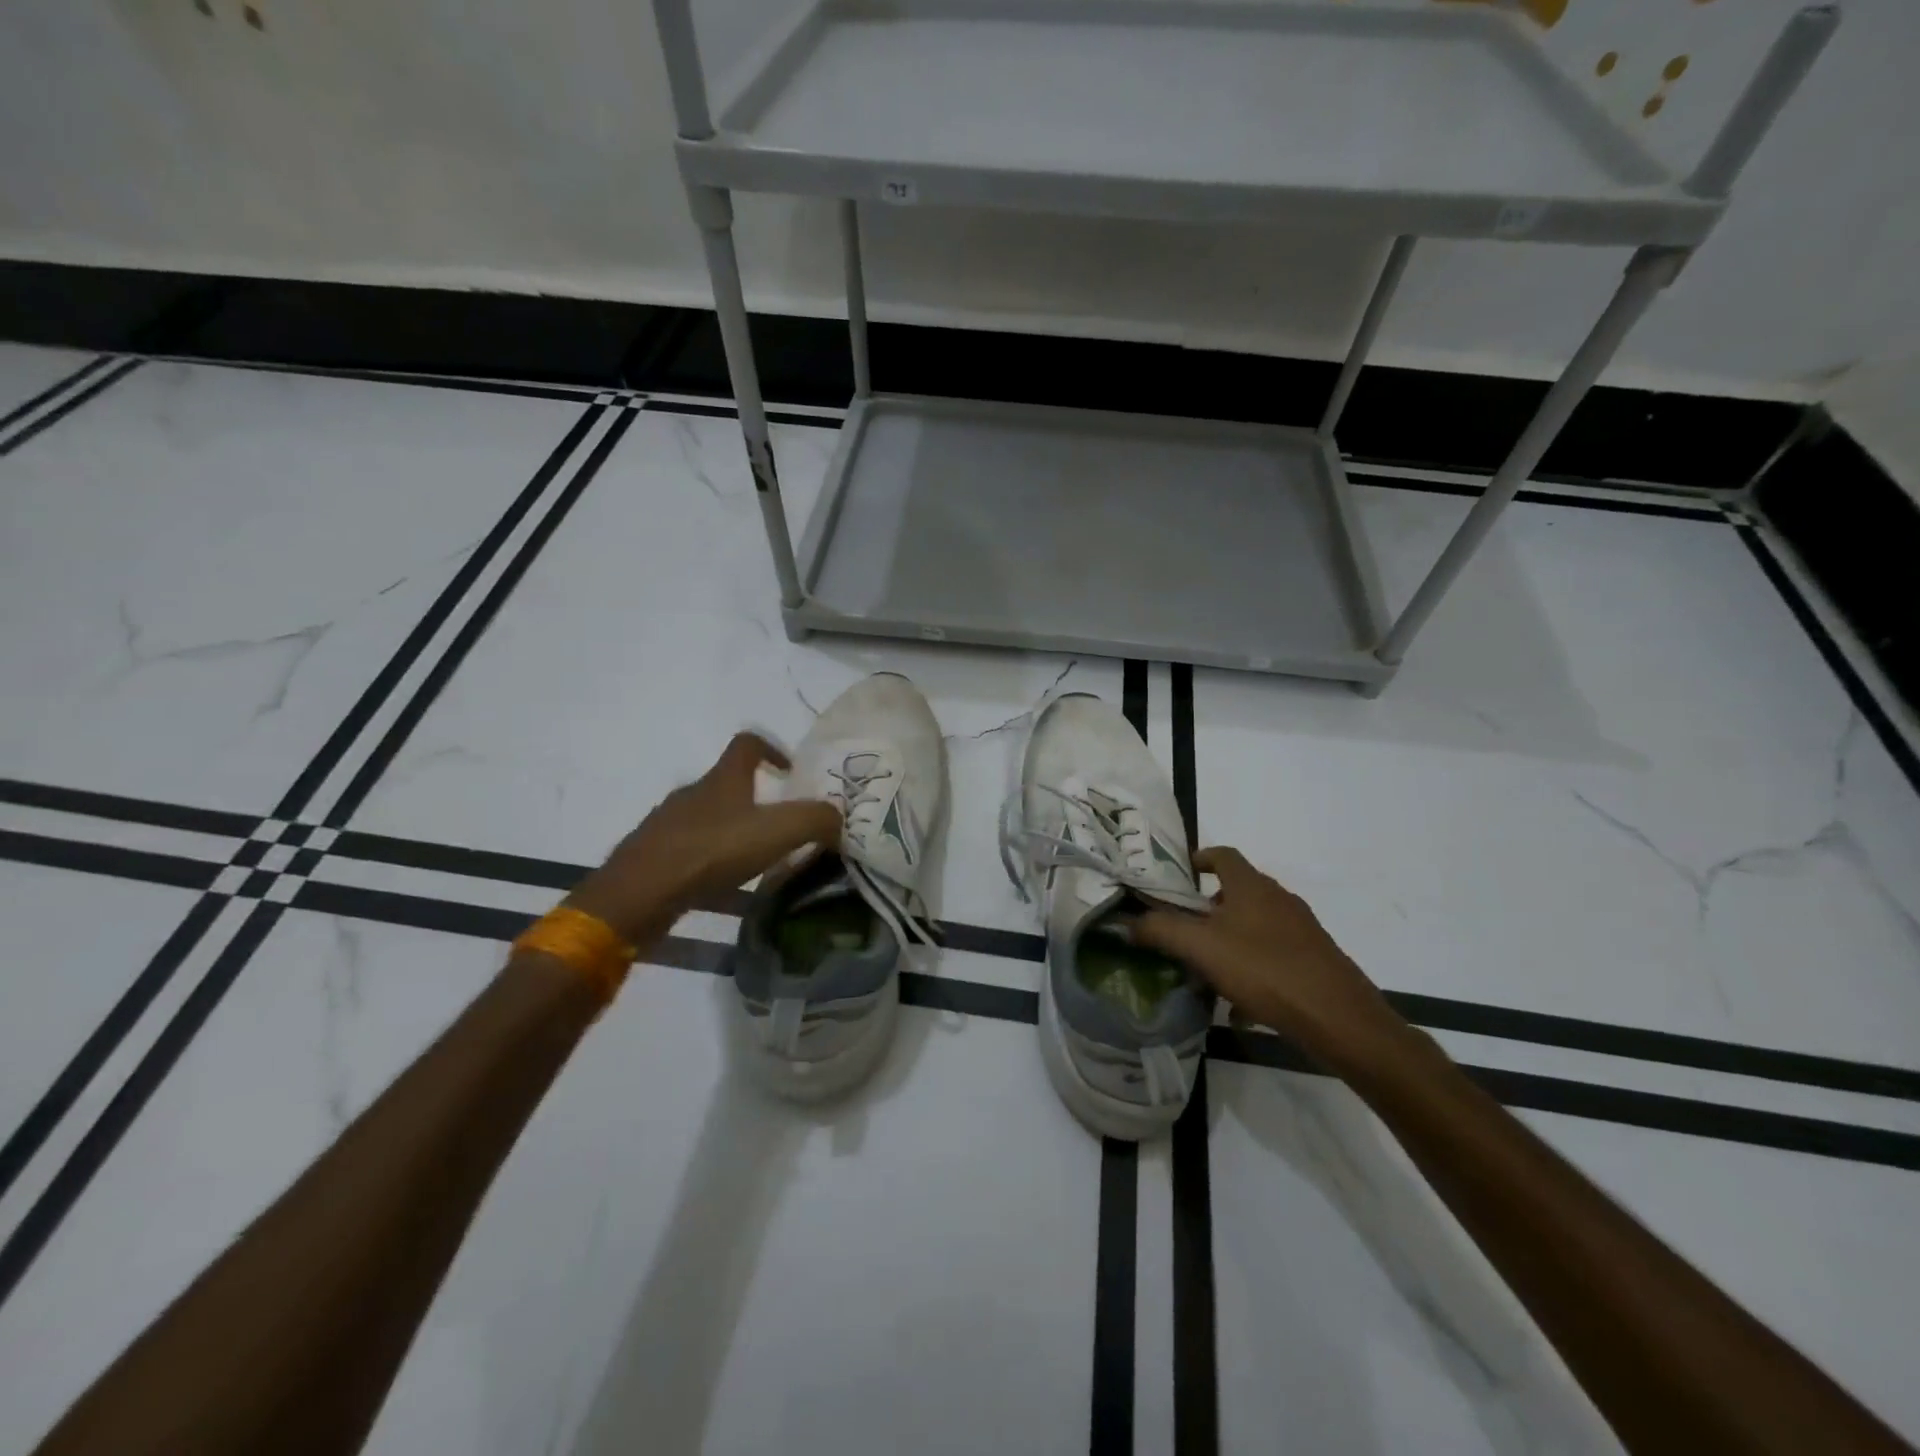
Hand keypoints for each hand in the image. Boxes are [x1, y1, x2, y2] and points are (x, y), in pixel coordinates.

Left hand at [564, 733, 840, 945]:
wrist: (638, 893)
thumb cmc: (712, 851)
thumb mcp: (778, 832)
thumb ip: (816, 819)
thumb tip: (840, 818)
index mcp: (723, 778)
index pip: (747, 743)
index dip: (772, 749)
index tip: (790, 773)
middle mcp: (692, 792)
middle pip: (727, 783)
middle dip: (756, 799)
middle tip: (780, 827)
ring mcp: (667, 823)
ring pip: (707, 816)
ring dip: (731, 830)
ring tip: (753, 859)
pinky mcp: (652, 854)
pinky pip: (687, 846)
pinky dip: (707, 857)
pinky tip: (719, 882)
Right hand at [1134, 847, 1405, 1069]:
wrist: (1339, 1018)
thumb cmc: (1265, 970)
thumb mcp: (1201, 948)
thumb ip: (1160, 931)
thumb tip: (1128, 922)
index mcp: (1252, 887)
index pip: (1223, 855)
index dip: (1200, 859)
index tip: (1180, 875)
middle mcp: (1280, 900)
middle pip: (1239, 891)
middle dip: (1210, 907)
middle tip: (1185, 928)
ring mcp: (1302, 930)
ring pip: (1256, 926)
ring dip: (1230, 939)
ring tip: (1208, 968)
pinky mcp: (1315, 960)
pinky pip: (1274, 955)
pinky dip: (1253, 968)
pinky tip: (1241, 1005)